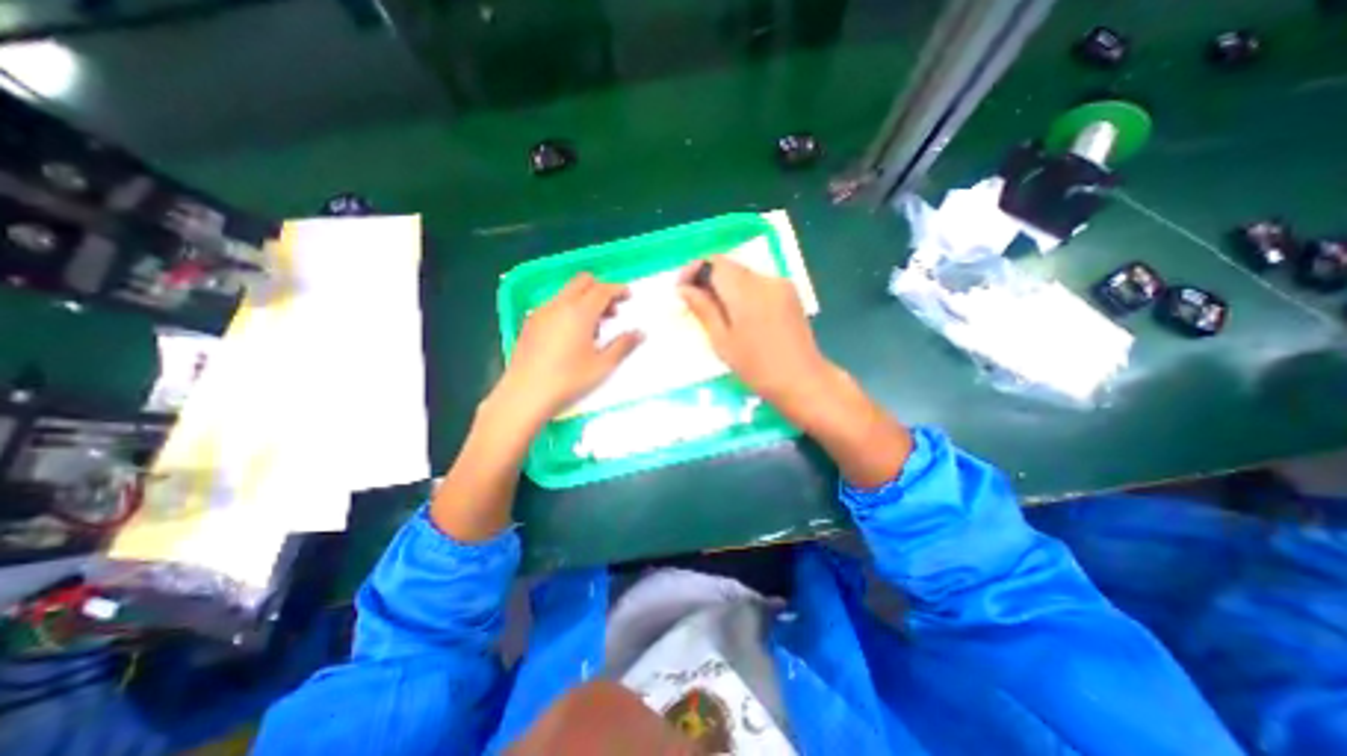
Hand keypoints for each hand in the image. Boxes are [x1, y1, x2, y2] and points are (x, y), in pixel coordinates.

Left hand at [494, 273, 639, 428]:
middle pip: (582, 282)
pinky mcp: (530, 323)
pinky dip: (569, 308)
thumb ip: (623, 346)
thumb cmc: (568, 380)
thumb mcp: (602, 366)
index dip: (618, 289)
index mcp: (579, 313)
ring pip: (567, 292)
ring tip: (594, 327)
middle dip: (600, 289)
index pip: (602, 289)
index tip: (628, 296)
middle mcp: (559, 305)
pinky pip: (554, 305)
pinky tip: (571, 334)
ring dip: (584, 299)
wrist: (525, 395)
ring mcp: (541, 312)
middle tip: (612, 309)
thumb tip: (640, 333)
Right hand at [679, 257, 910, 488]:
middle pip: (729, 265)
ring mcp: (781, 284)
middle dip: (707, 278)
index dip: (693, 270)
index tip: (681, 290)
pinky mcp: (789, 293)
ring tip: (715, 312)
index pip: (714, 262)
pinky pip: (758, 283)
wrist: (802, 379)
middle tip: (694, 303)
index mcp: (746, 291)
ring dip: (724, 286)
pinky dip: (742, 292)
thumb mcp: (722, 341)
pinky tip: (739, 315)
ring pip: (743, 274)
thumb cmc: (757, 367)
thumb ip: (703, 309)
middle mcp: (765, 279)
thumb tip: (683, 289)